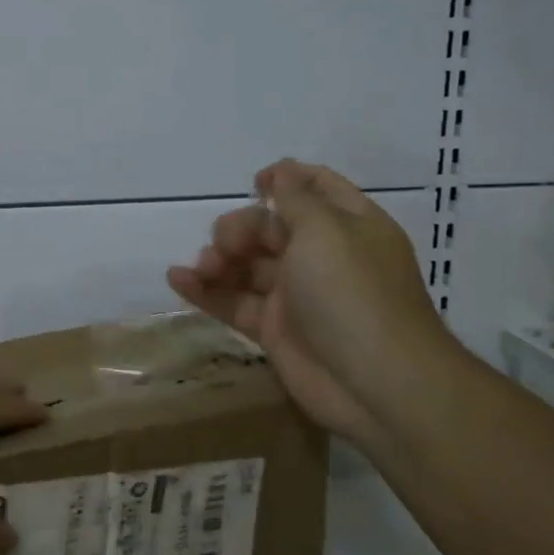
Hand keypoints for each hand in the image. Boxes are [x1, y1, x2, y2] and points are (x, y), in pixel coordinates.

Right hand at [168, 158, 454, 439]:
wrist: (376, 383)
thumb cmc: (353, 293)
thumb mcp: (326, 231)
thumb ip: (296, 199)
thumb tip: (284, 171)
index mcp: (348, 226)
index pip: (317, 189)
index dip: (286, 179)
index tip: (254, 183)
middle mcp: (322, 257)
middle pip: (270, 228)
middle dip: (240, 228)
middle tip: (224, 245)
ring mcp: (297, 295)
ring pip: (248, 266)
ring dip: (219, 259)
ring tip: (202, 268)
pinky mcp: (275, 330)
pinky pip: (234, 302)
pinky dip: (206, 291)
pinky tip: (177, 280)